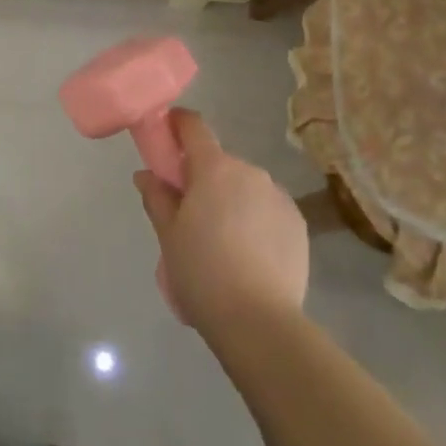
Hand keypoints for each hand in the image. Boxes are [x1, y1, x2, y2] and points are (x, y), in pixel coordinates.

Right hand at [134, 109, 308, 335]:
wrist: (258, 321)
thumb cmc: (202, 271)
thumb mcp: (168, 234)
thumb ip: (157, 197)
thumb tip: (146, 174)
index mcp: (214, 168)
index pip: (194, 126)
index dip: (178, 124)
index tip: (166, 134)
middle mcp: (250, 172)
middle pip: (220, 162)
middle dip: (203, 176)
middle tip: (189, 211)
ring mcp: (279, 196)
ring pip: (246, 186)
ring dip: (232, 199)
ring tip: (222, 240)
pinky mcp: (298, 223)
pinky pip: (268, 209)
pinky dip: (255, 219)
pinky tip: (249, 253)